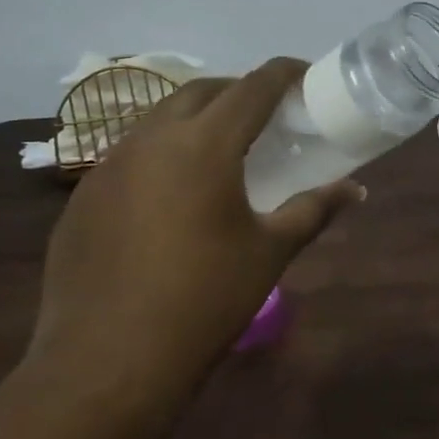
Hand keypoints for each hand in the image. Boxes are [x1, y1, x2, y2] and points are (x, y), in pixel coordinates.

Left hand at [29, 58, 361, 410]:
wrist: (107, 365)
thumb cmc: (205, 301)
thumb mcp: (270, 252)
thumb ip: (314, 210)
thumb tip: (356, 190)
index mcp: (203, 145)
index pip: (252, 87)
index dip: (284, 73)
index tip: (306, 75)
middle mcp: (150, 140)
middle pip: (201, 91)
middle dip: (238, 91)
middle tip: (267, 115)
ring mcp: (108, 167)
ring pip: (159, 119)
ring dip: (196, 119)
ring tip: (223, 150)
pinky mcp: (83, 198)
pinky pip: (130, 155)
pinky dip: (162, 154)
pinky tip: (174, 196)